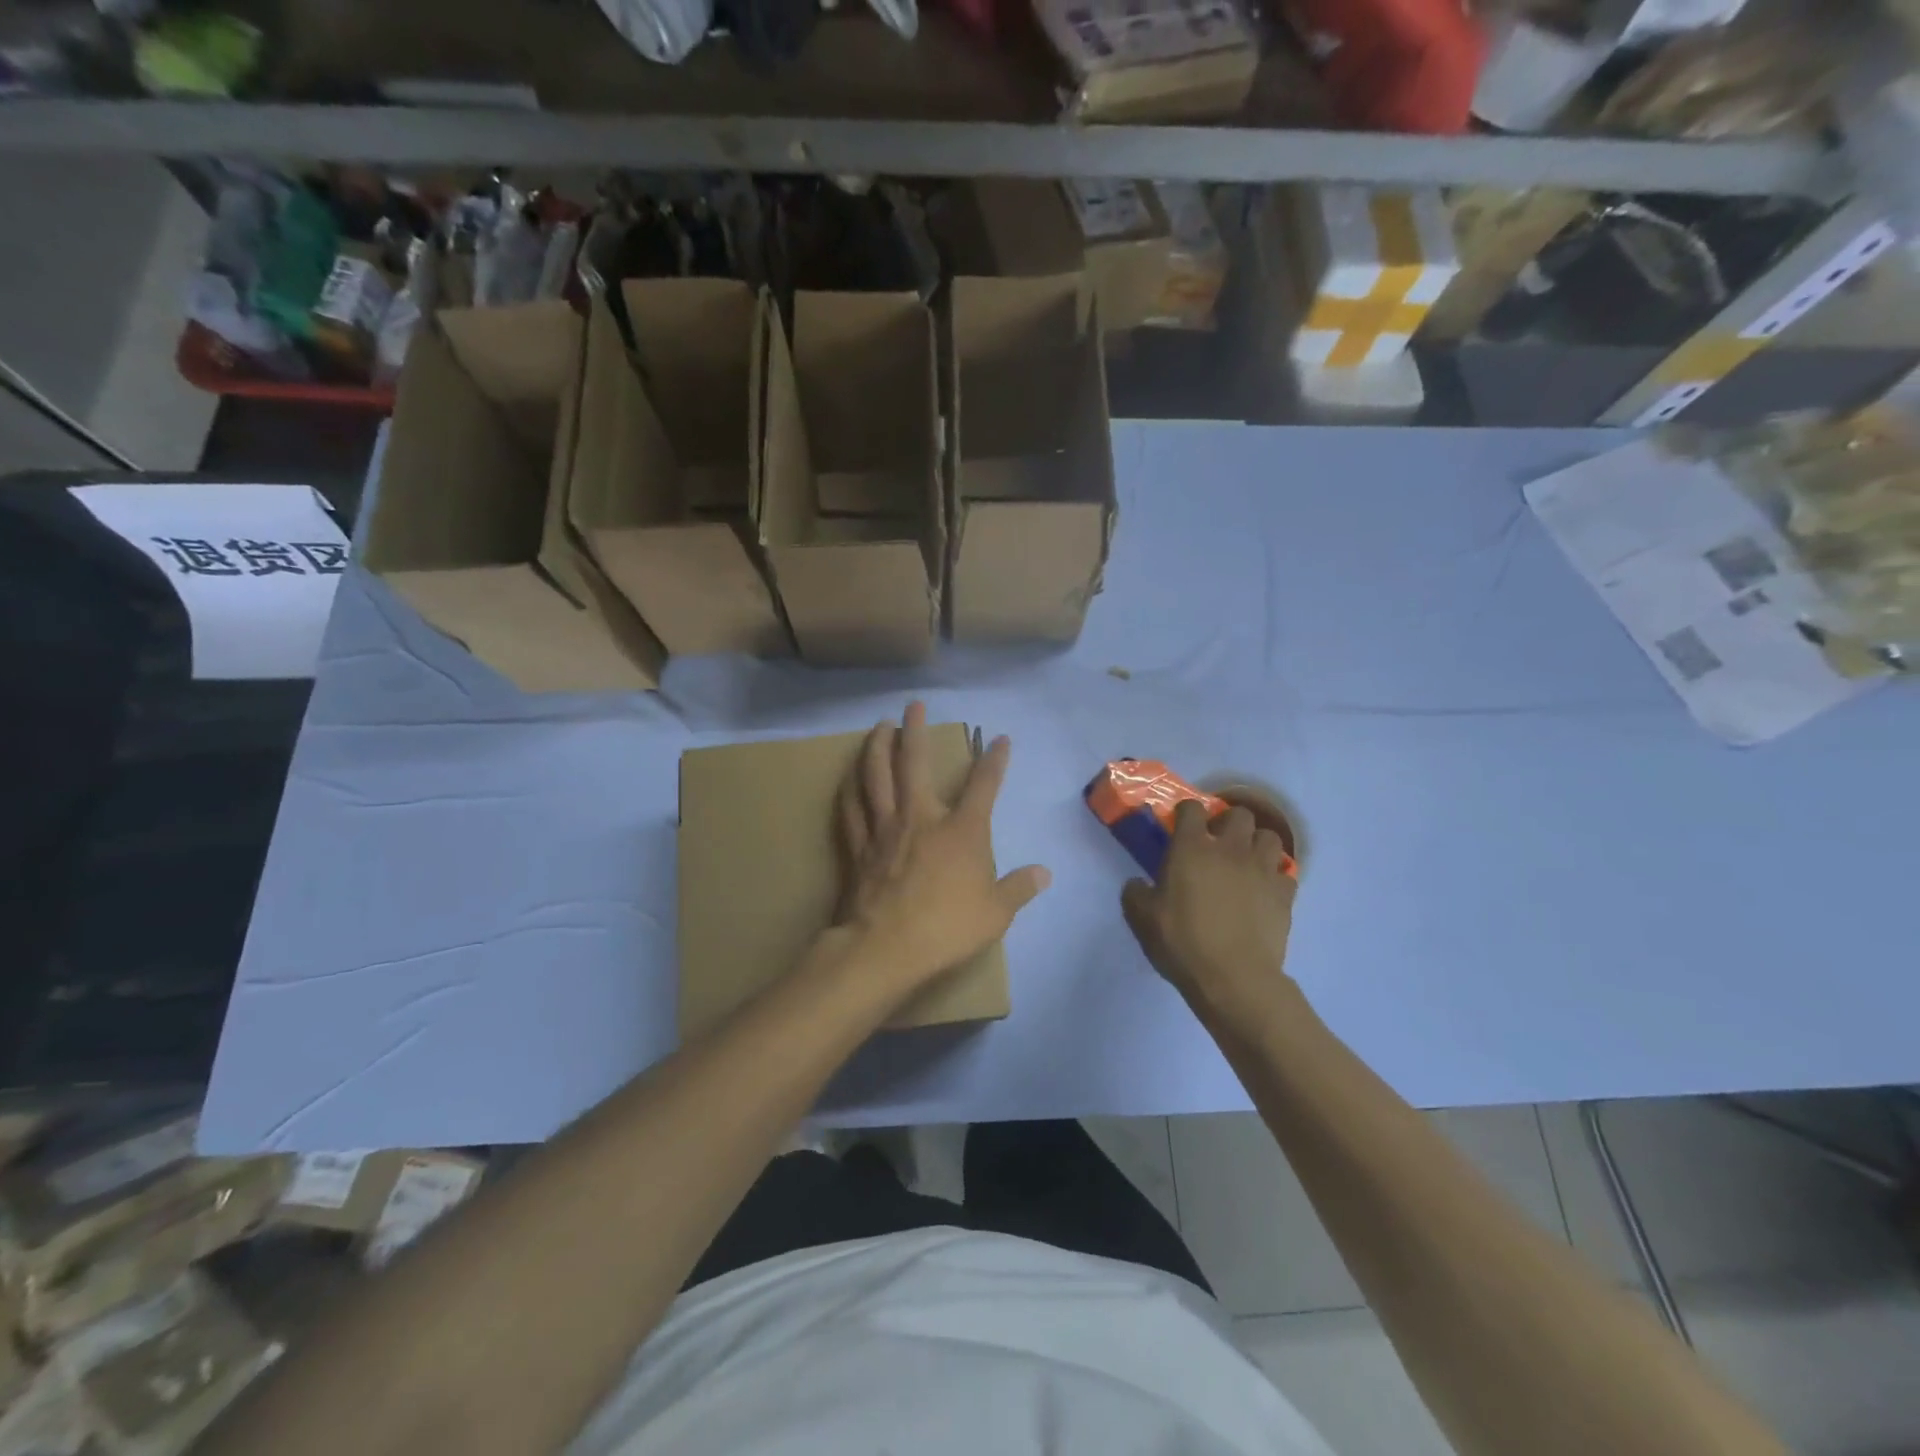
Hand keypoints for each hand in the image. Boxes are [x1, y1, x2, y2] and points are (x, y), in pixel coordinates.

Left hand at [834, 702, 1050, 1003]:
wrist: (884, 949)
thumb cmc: (946, 929)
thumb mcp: (995, 913)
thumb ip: (1019, 888)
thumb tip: (1044, 873)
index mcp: (960, 831)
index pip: (983, 786)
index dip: (994, 761)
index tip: (1001, 740)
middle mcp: (920, 817)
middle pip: (915, 763)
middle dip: (916, 730)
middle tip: (913, 706)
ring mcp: (885, 829)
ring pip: (875, 776)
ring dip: (877, 747)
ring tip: (879, 726)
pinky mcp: (858, 847)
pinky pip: (851, 808)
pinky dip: (850, 788)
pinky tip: (849, 776)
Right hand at [1121, 799, 1297, 1029]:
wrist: (1234, 978)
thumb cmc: (1182, 942)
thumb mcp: (1141, 918)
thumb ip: (1135, 893)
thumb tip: (1138, 884)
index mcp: (1192, 848)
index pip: (1192, 808)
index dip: (1186, 812)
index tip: (1181, 825)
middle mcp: (1230, 849)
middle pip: (1240, 814)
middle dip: (1229, 823)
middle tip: (1218, 843)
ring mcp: (1262, 869)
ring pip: (1270, 837)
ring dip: (1257, 844)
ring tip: (1247, 862)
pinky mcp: (1285, 895)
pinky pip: (1285, 874)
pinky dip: (1275, 877)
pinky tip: (1264, 891)